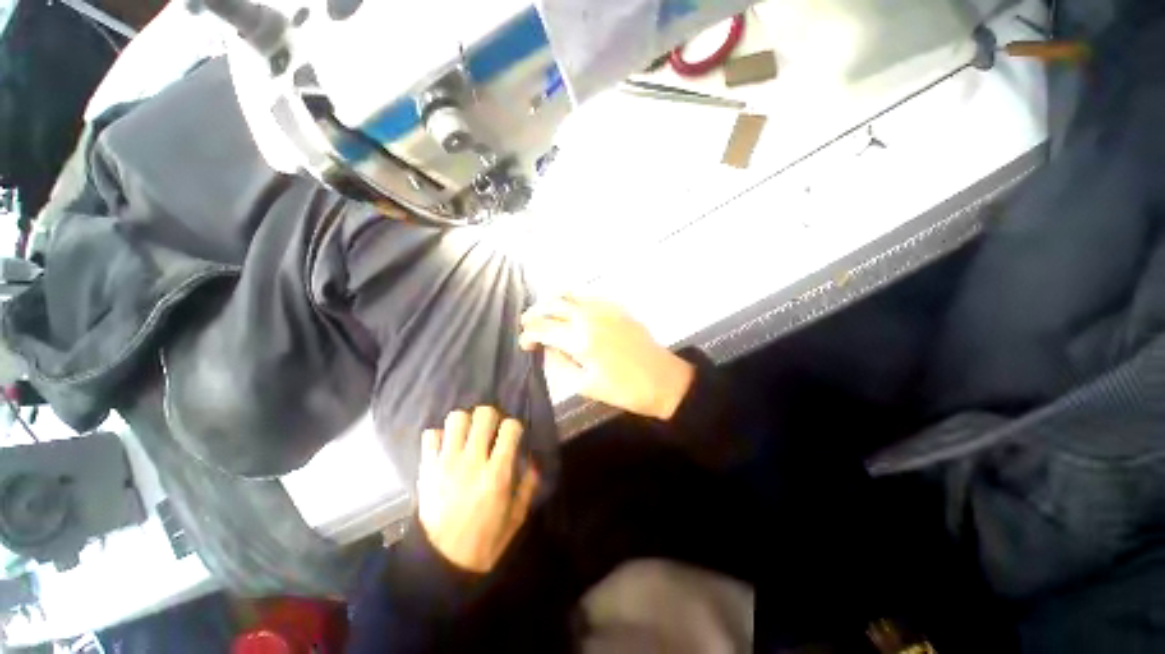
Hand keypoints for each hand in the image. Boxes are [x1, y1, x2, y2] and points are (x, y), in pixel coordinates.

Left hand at [417, 407, 539, 572]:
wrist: (440, 565)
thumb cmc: (484, 542)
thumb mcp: (516, 518)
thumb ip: (528, 485)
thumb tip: (533, 460)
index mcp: (497, 473)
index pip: (511, 427)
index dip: (514, 427)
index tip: (512, 437)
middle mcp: (472, 461)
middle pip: (484, 414)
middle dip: (492, 417)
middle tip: (491, 431)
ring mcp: (446, 463)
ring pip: (456, 418)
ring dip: (466, 423)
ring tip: (468, 436)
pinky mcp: (426, 469)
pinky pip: (430, 435)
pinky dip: (439, 437)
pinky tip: (446, 449)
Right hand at [519, 296, 694, 419]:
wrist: (662, 379)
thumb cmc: (623, 389)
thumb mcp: (584, 385)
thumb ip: (559, 362)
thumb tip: (547, 347)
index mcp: (580, 339)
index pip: (543, 328)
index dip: (528, 335)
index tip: (524, 344)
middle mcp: (589, 316)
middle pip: (552, 305)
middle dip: (534, 313)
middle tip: (527, 324)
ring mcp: (604, 308)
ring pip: (569, 294)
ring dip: (551, 301)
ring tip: (543, 313)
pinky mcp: (616, 306)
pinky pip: (587, 295)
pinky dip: (571, 299)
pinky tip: (569, 310)